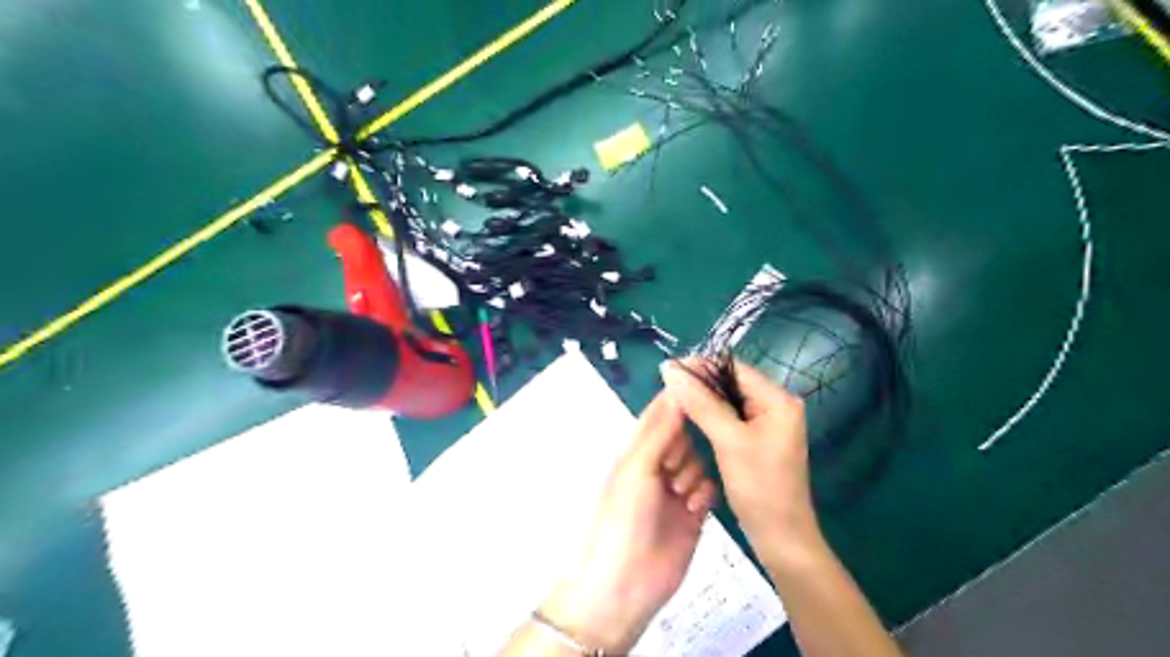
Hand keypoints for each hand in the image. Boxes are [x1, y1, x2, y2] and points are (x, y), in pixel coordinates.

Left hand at [542, 395, 722, 650]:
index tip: (704, 384)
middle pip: (684, 436)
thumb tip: (677, 391)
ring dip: (693, 472)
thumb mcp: (638, 467)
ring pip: (698, 460)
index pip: (660, 415)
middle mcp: (656, 465)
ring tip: (680, 494)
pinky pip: (708, 487)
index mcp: (636, 450)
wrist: (629, 582)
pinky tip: (695, 508)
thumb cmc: (624, 517)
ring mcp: (675, 489)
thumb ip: (660, 431)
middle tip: (674, 466)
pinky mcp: (694, 512)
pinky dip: (704, 492)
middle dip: (685, 445)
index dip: (678, 399)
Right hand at [661, 358, 815, 569]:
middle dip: (700, 383)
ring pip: (728, 401)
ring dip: (702, 399)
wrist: (781, 537)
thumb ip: (701, 403)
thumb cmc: (760, 487)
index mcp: (777, 400)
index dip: (701, 366)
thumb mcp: (729, 441)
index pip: (734, 369)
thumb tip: (671, 370)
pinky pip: (730, 418)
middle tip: (666, 385)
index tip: (669, 369)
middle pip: (731, 383)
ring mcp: (767, 424)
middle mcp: (775, 406)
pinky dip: (710, 416)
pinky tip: (689, 418)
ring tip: (672, 399)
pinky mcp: (758, 440)